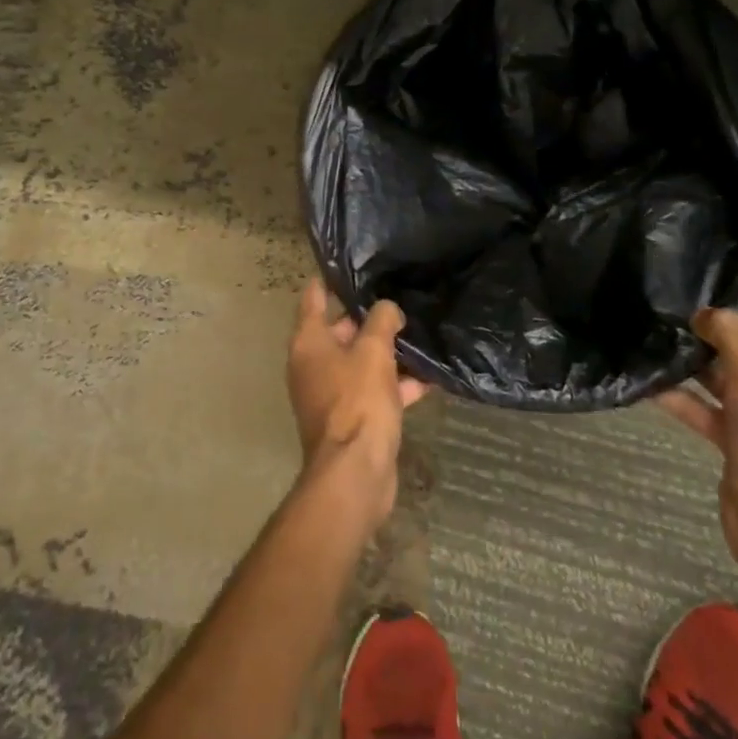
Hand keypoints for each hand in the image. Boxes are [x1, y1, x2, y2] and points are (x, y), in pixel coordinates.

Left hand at [286, 279, 428, 526]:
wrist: (355, 472)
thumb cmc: (357, 400)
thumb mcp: (374, 351)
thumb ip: (382, 321)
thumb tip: (388, 309)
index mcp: (308, 342)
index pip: (314, 298)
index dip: (330, 280)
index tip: (350, 266)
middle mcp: (313, 365)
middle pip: (340, 330)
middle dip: (368, 318)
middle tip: (398, 299)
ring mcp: (331, 394)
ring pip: (360, 362)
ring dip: (387, 353)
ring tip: (419, 334)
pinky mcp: (352, 418)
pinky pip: (373, 391)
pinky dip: (395, 384)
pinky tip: (429, 378)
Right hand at [655, 295, 737, 580]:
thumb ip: (732, 336)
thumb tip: (707, 312)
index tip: (704, 274)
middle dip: (712, 325)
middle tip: (668, 302)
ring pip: (724, 375)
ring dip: (694, 359)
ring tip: (653, 334)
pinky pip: (706, 407)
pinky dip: (681, 396)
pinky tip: (648, 382)